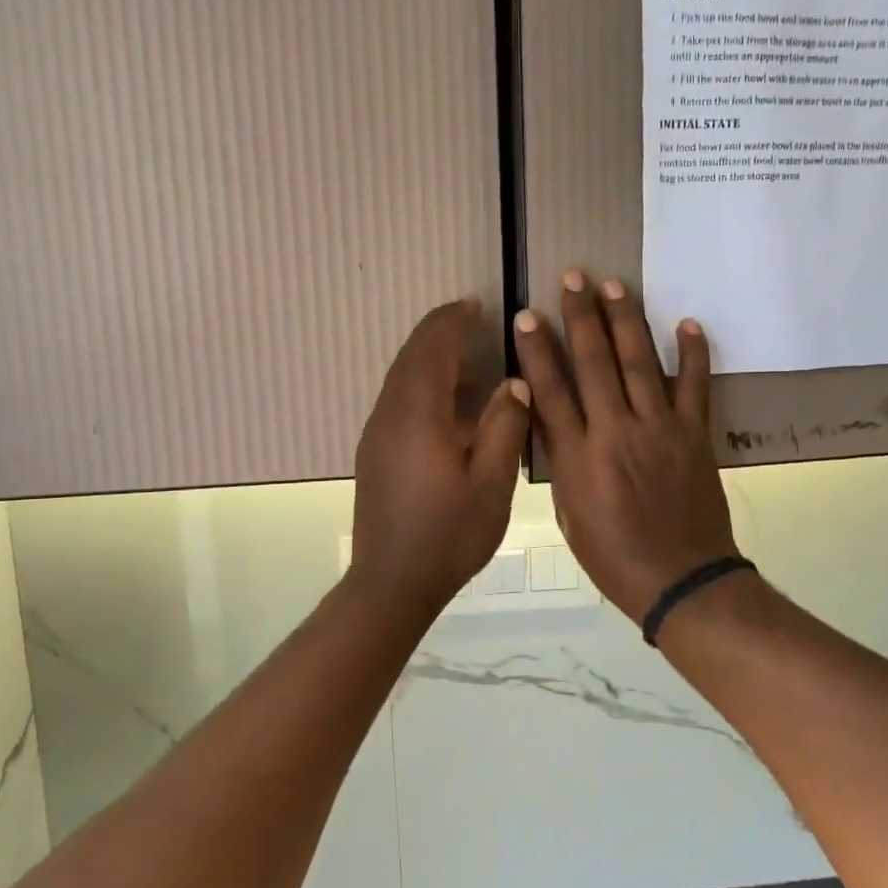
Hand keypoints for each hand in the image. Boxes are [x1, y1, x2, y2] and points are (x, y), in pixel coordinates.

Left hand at [348, 300, 529, 614]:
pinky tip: (444, 399)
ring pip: (400, 377)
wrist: (392, 582)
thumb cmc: (448, 535)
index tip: (476, 305)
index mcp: (418, 416)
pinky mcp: (374, 452)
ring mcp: (376, 433)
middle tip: (471, 319)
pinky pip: (396, 398)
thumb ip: (503, 427)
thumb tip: (513, 384)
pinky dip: (419, 380)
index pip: (431, 350)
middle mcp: (389, 415)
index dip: (452, 322)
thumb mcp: (490, 484)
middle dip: (438, 332)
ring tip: (463, 352)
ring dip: (428, 356)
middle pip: (410, 357)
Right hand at [513, 270, 738, 623]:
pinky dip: (693, 354)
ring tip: (616, 285)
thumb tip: (553, 420)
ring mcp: (659, 430)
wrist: (681, 580)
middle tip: (573, 277)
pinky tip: (688, 322)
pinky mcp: (694, 435)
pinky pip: (695, 387)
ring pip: (639, 363)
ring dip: (626, 321)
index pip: (550, 391)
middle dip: (581, 316)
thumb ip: (562, 461)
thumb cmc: (613, 557)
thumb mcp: (569, 514)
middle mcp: (616, 432)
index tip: (527, 315)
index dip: (537, 350)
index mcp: (579, 457)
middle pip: (595, 363)